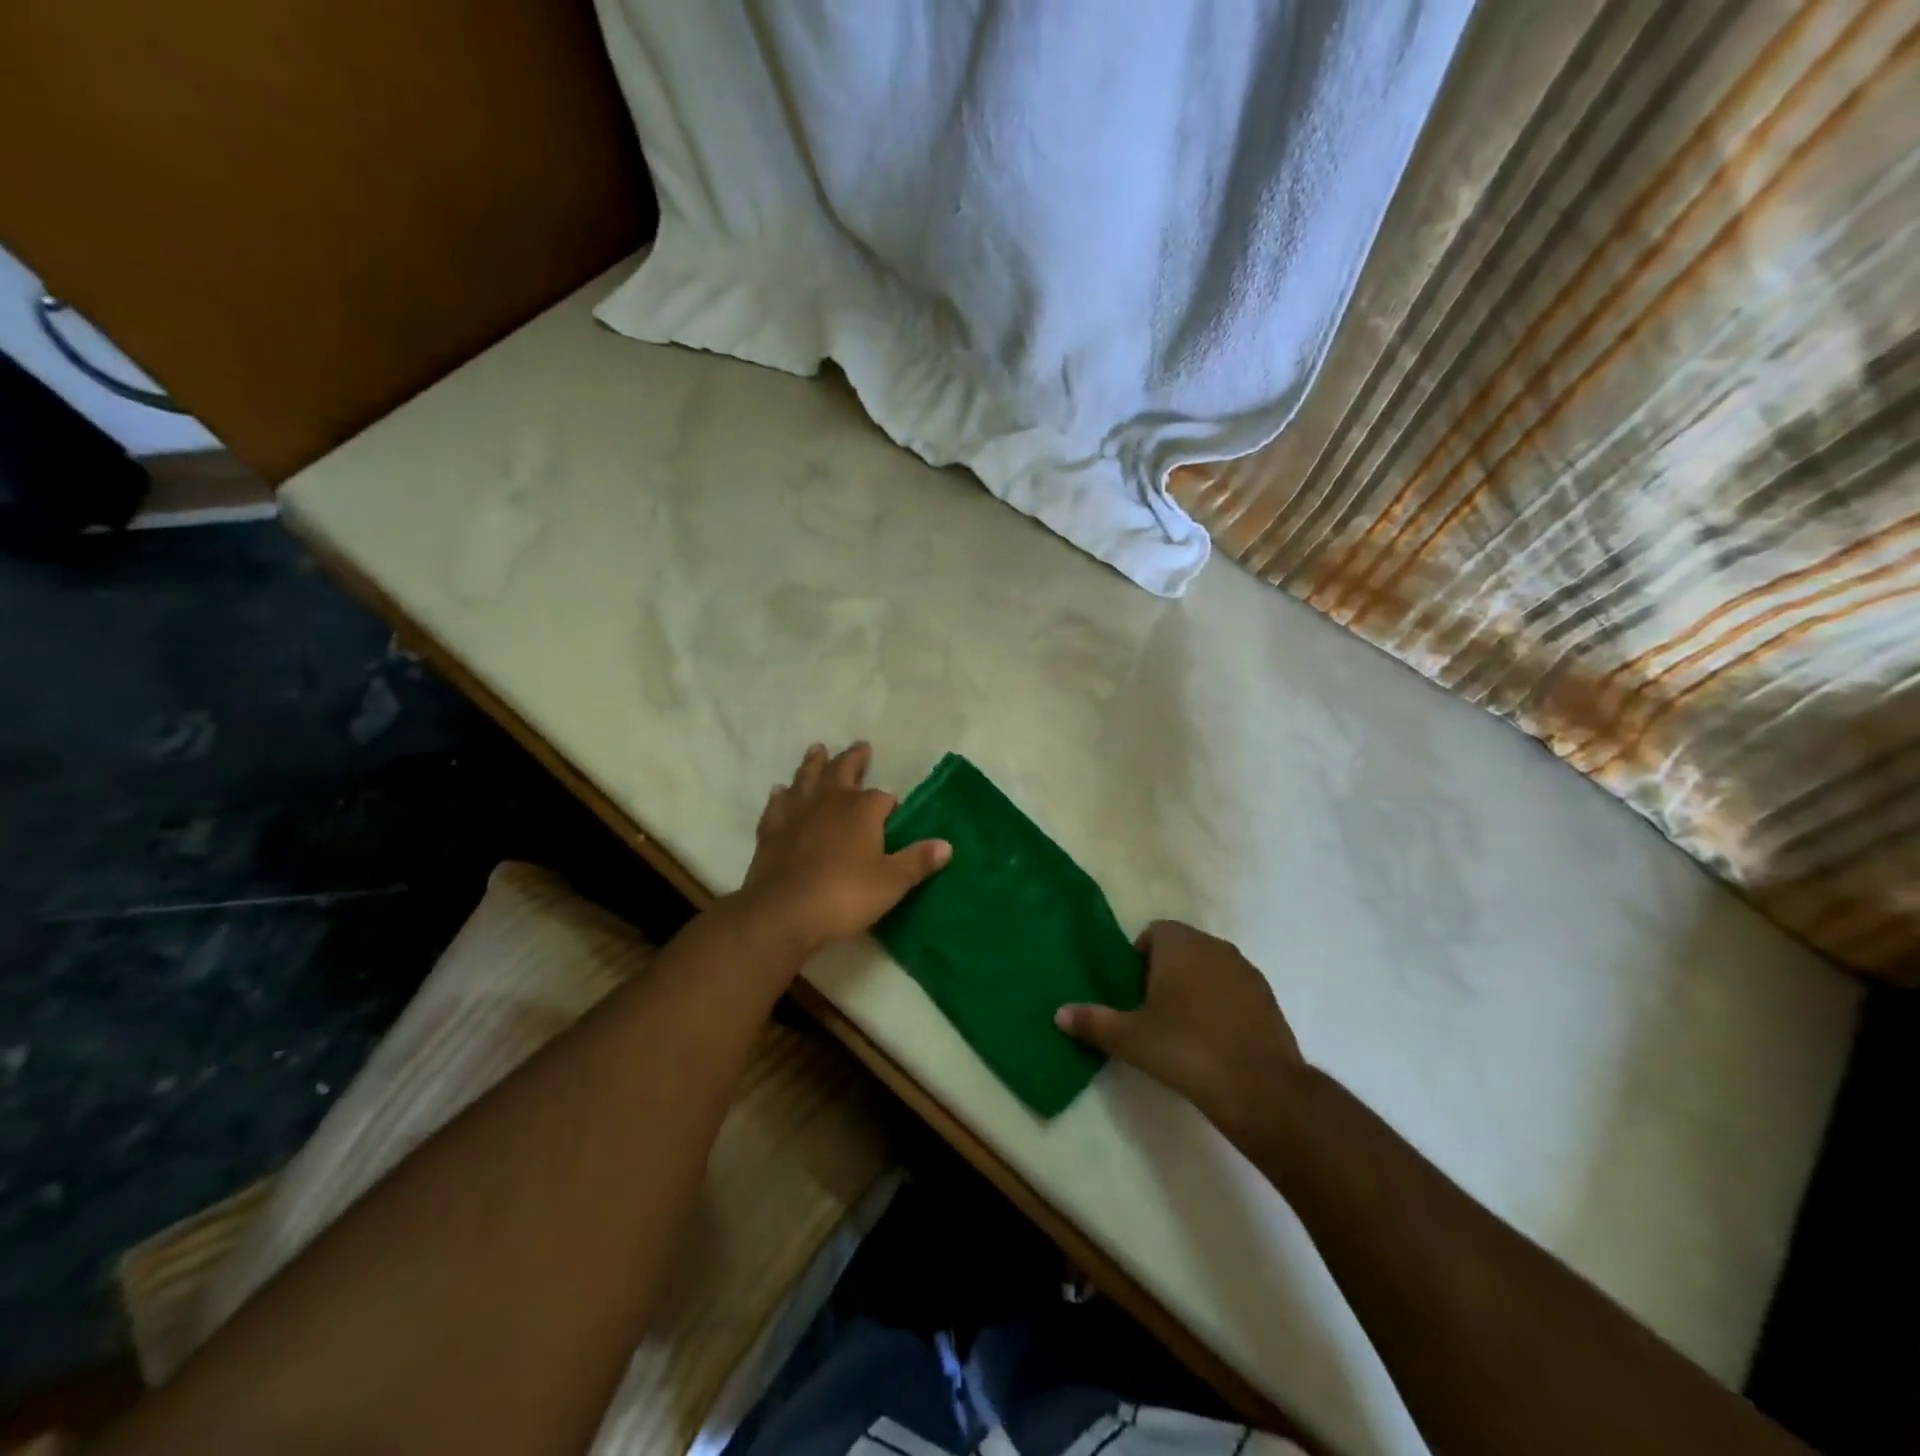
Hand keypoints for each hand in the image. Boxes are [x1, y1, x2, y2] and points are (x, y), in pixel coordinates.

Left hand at [730, 742, 950, 961]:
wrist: (783, 912)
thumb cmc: (845, 896)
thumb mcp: (891, 883)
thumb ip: (917, 861)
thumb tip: (946, 845)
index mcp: (862, 809)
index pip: (882, 797)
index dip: (889, 803)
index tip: (893, 810)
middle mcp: (830, 801)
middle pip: (843, 770)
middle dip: (854, 759)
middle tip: (860, 746)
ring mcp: (797, 812)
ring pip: (807, 778)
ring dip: (815, 763)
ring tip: (818, 749)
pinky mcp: (771, 830)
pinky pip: (778, 804)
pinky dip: (782, 795)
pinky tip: (781, 791)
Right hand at [1056, 921, 1305, 1148]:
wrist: (1261, 1088)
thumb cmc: (1186, 1049)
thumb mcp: (1130, 1039)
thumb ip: (1093, 1022)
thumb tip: (1058, 1014)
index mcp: (1180, 944)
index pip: (1153, 932)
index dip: (1139, 958)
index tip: (1133, 992)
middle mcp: (1215, 946)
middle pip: (1182, 948)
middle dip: (1165, 972)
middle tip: (1151, 1011)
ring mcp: (1246, 971)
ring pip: (1209, 968)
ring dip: (1195, 987)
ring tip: (1182, 1027)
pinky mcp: (1268, 998)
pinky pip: (1233, 990)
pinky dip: (1221, 1005)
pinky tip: (1214, 1040)